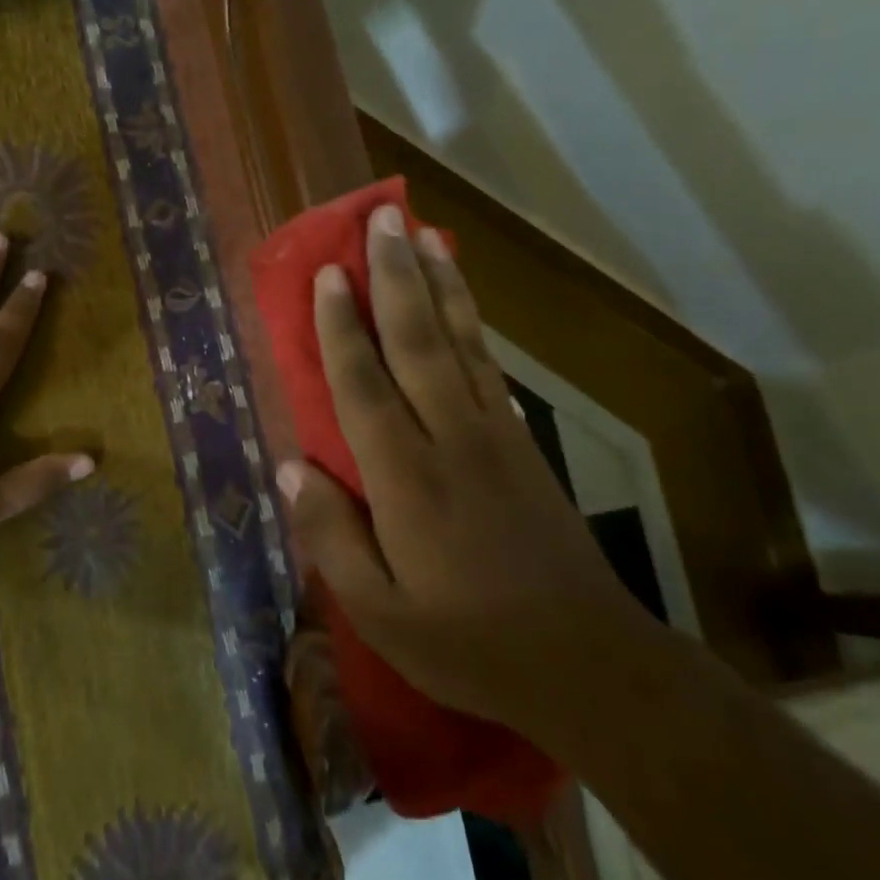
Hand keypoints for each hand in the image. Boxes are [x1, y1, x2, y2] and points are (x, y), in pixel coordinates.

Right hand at [277, 204, 647, 740]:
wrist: (587, 661)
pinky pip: (487, 365)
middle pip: (418, 340)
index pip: (364, 384)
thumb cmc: (469, 642)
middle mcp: (451, 438)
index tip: (329, 272)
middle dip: (396, 275)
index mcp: (407, 478)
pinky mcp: (522, 443)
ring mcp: (494, 434)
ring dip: (439, 282)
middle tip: (381, 218)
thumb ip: (331, 536)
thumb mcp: (380, 612)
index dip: (341, 325)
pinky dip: (470, 321)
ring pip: (460, 341)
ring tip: (423, 233)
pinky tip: (461, 298)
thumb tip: (291, 466)